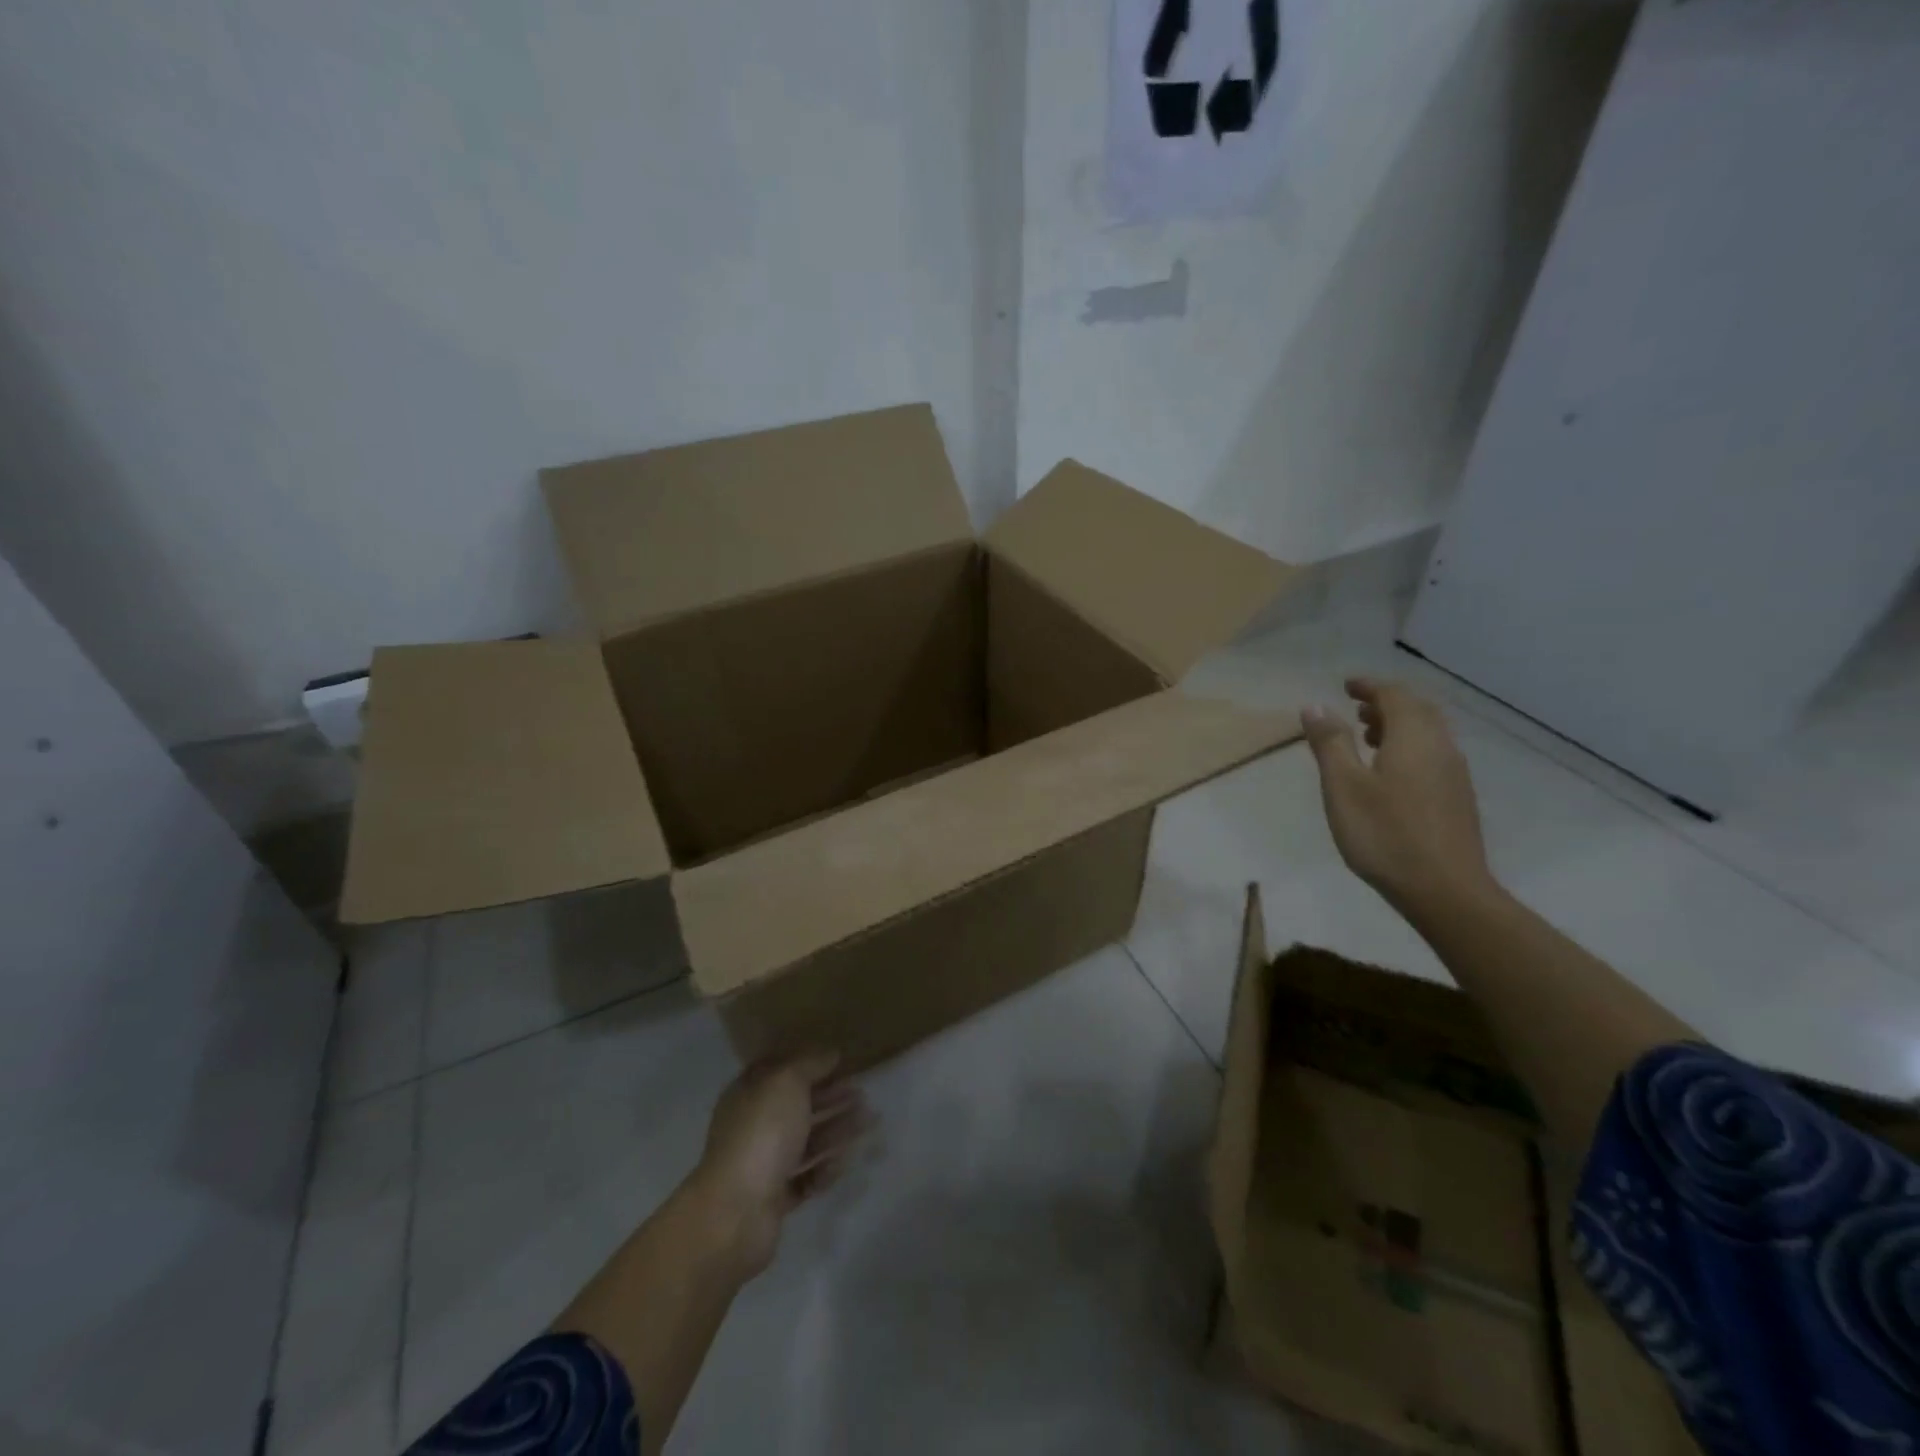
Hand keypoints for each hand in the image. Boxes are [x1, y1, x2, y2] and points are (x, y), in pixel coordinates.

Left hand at [689, 1051, 869, 1278]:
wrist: (737, 1212)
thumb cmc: (762, 1133)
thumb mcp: (787, 1082)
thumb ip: (811, 1064)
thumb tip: (830, 1053)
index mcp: (748, 1093)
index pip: (780, 1071)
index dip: (809, 1064)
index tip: (840, 1061)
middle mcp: (753, 1126)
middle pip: (797, 1106)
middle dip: (830, 1097)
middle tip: (863, 1092)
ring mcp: (763, 1164)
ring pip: (806, 1141)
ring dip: (837, 1129)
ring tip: (869, 1121)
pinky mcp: (775, 1198)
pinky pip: (806, 1177)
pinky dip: (825, 1167)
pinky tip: (845, 1160)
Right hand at [1300, 678, 1494, 913]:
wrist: (1444, 891)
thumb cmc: (1385, 834)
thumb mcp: (1343, 787)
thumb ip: (1330, 743)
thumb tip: (1316, 705)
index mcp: (1414, 738)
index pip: (1394, 695)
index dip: (1369, 686)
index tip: (1346, 686)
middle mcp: (1440, 748)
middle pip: (1418, 710)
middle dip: (1387, 702)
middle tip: (1356, 707)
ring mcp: (1454, 774)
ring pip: (1428, 733)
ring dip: (1399, 725)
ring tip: (1368, 736)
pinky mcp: (1457, 798)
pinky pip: (1432, 754)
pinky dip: (1409, 747)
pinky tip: (1389, 772)